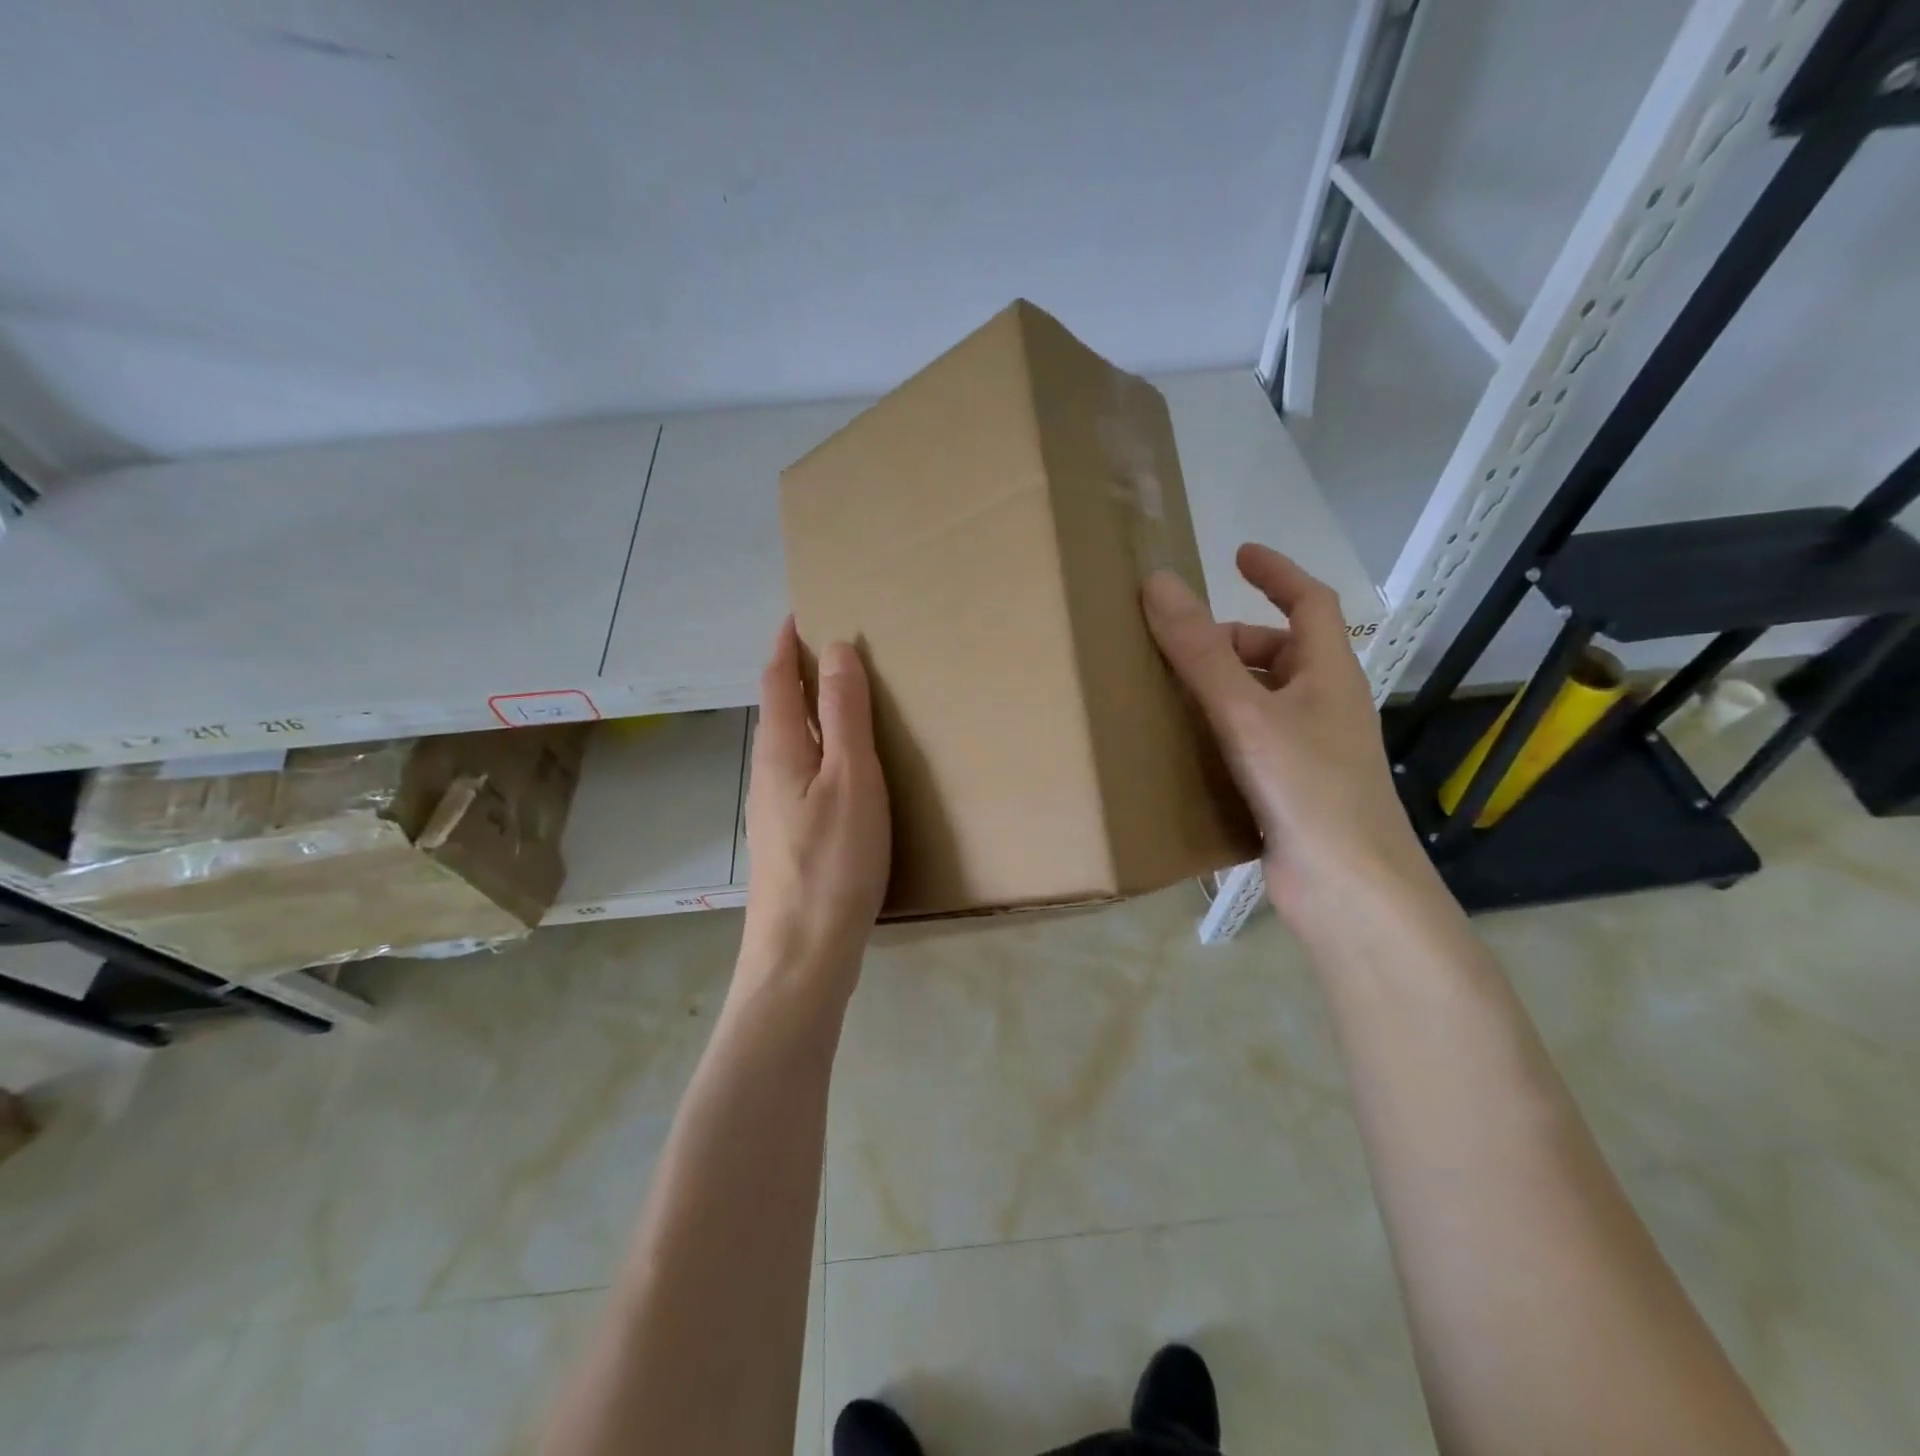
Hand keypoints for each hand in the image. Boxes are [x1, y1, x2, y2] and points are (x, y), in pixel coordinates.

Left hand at [739, 618, 890, 1001]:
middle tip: (834, 649)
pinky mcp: (788, 839)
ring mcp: (774, 810)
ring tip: (844, 700)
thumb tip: (835, 647)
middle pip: (779, 710)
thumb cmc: (834, 862)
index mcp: (781, 750)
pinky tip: (844, 770)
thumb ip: (844, 714)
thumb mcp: (852, 779)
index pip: (776, 679)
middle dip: (797, 673)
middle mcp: (768, 774)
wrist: (802, 955)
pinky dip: (819, 751)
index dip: (786, 643)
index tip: (801, 612)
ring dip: (809, 713)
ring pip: (790, 745)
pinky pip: (802, 775)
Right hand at [1142, 544, 1433, 922]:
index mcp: (1328, 674)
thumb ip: (1201, 652)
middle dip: (1230, 641)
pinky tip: (1180, 750)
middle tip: (1176, 645)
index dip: (1277, 573)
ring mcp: (1309, 752)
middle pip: (1278, 654)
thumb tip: (1159, 583)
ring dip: (1219, 690)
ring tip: (1165, 693)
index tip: (1237, 554)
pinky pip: (1248, 744)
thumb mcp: (1248, 713)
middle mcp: (1323, 707)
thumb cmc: (1309, 789)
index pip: (1310, 602)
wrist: (1349, 891)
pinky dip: (1217, 735)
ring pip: (1261, 702)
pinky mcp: (1289, 792)